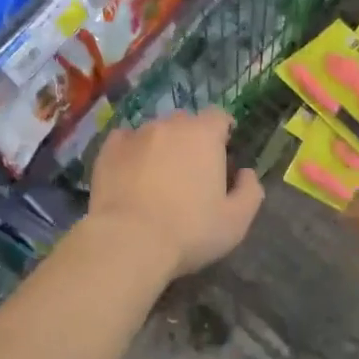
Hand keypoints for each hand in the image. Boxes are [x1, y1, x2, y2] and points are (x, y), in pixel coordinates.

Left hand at [87, 110, 263, 278]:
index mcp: (204, 135)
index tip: (223, 153)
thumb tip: (246, 173)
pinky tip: (131, 174)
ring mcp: (135, 135)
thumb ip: (250, 191)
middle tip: (191, 171)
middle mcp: (169, 125)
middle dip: (191, 140)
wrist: (129, 241)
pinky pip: (124, 141)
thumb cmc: (190, 231)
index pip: (219, 117)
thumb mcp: (236, 221)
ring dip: (161, 146)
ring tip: (158, 176)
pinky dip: (131, 152)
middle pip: (185, 122)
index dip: (222, 132)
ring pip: (154, 132)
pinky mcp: (108, 150)